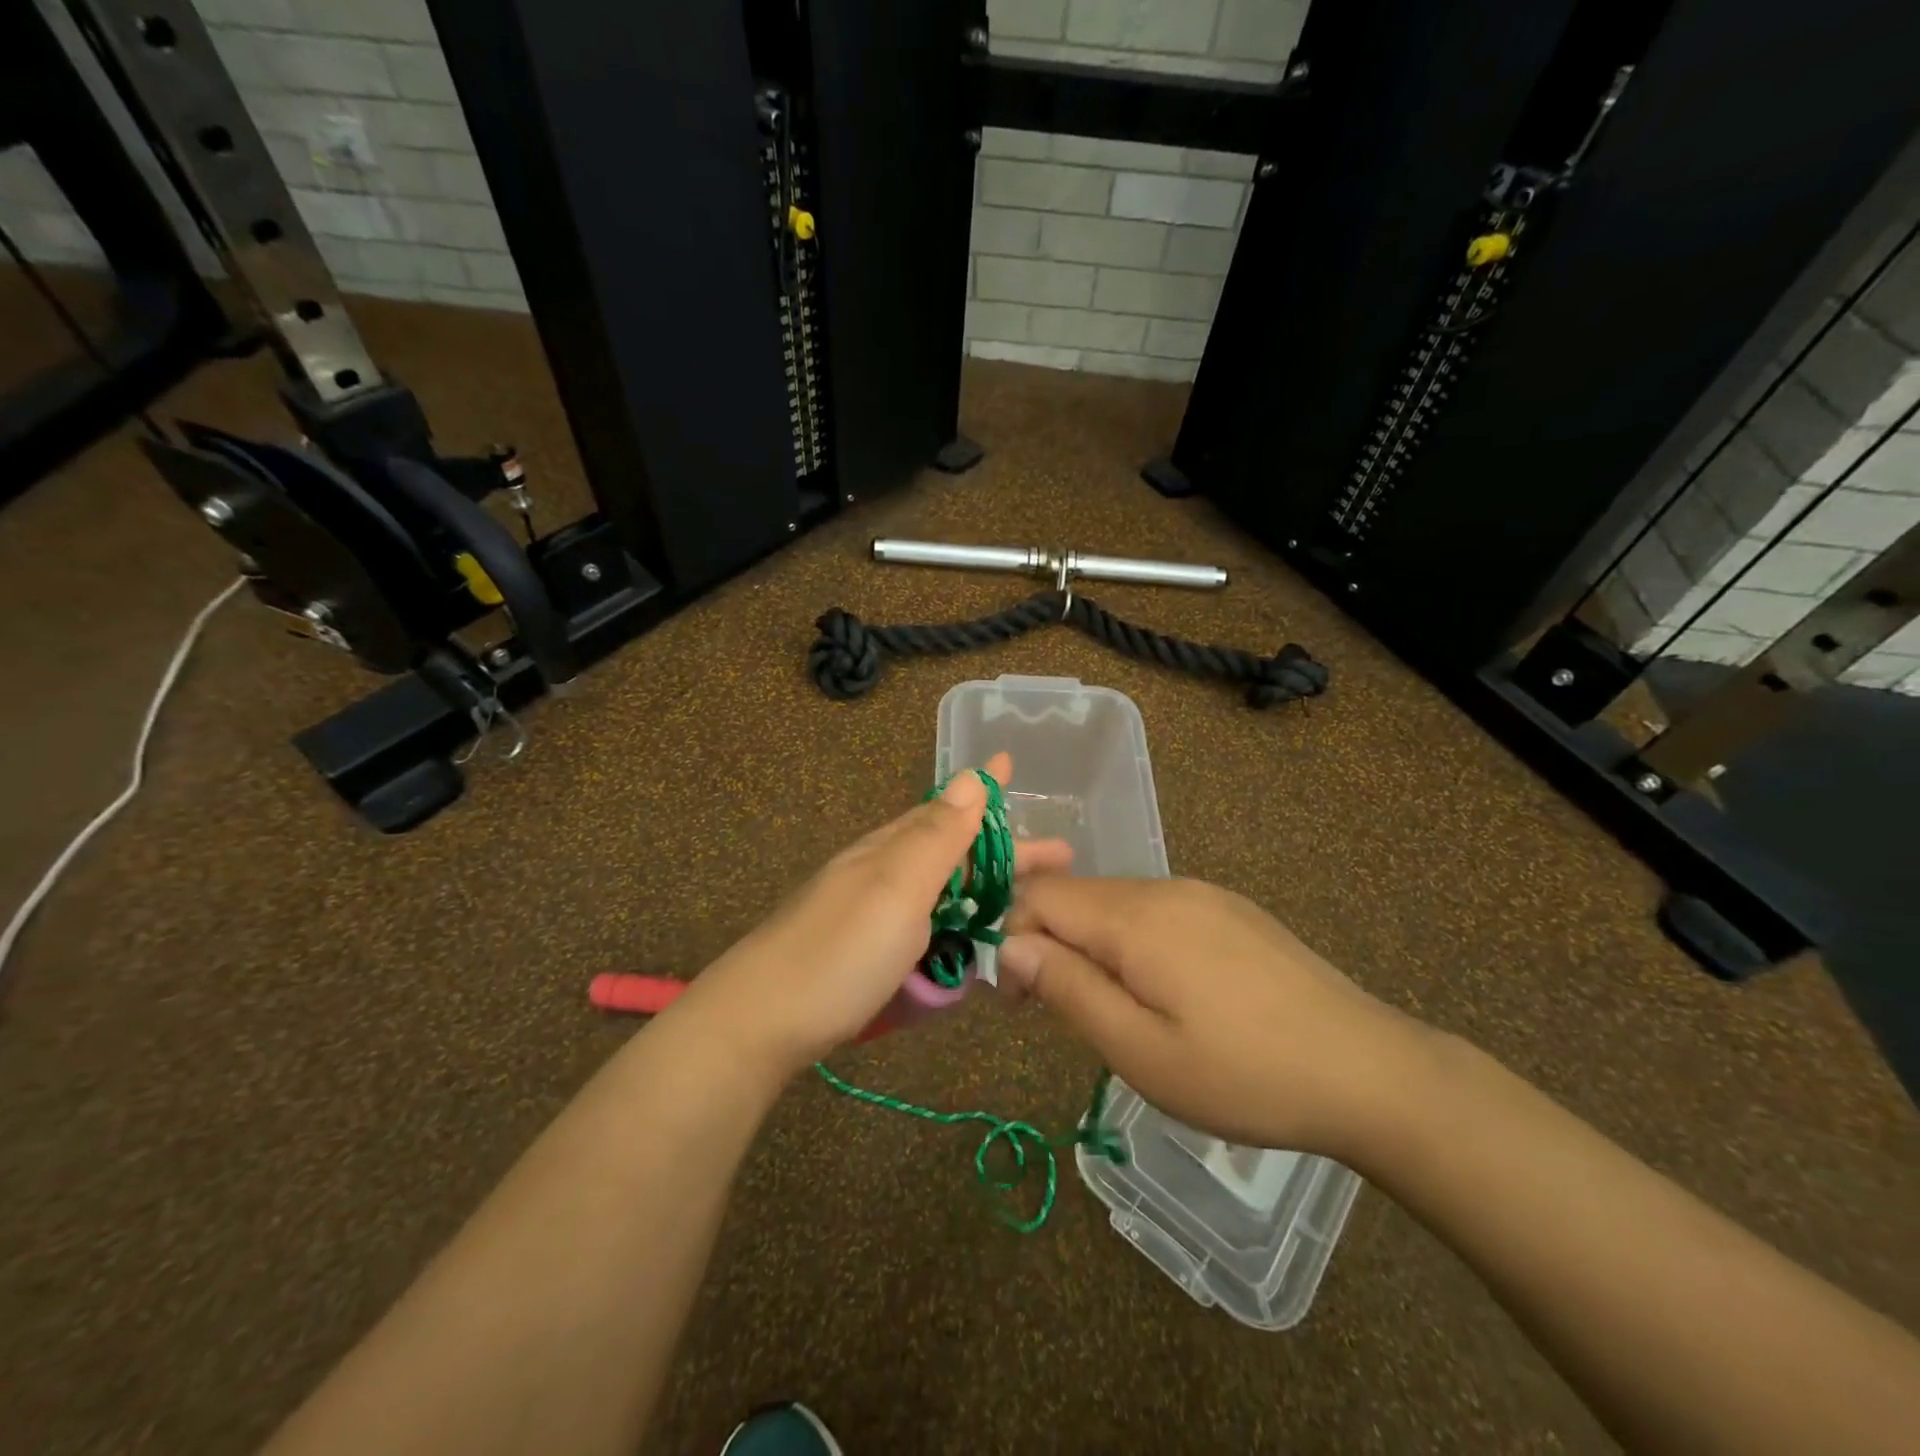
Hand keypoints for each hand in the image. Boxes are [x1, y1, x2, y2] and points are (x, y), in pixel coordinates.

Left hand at [685, 752, 1070, 1078]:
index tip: (1011, 766)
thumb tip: (969, 775)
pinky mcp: (867, 955)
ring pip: (940, 893)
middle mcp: (883, 874)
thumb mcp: (897, 887)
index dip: (985, 792)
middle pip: (952, 853)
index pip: (950, 810)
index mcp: (892, 850)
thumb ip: (937, 836)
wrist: (760, 1022)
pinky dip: (956, 928)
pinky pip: (926, 929)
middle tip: (1059, 860)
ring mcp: (872, 916)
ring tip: (1027, 902)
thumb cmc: (840, 951)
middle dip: (1004, 852)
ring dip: (984, 892)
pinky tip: (972, 942)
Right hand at [999, 878, 1426, 1157]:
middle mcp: (1163, 888)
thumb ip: (1067, 989)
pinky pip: (1155, 912)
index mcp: (1134, 917)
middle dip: (1049, 944)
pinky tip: (1166, 994)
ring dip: (1091, 946)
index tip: (1019, 1001)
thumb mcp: (1140, 1051)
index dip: (1012, 938)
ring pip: (1114, 904)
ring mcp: (1201, 894)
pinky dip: (1132, 943)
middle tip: (1062, 1013)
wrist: (1368, 1070)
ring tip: (1116, 1011)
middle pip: (1075, 896)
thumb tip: (1010, 947)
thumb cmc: (1243, 1074)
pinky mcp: (1228, 909)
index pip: (1038, 895)